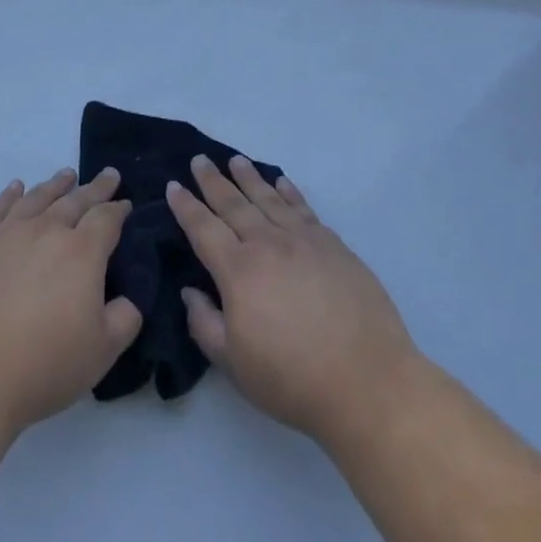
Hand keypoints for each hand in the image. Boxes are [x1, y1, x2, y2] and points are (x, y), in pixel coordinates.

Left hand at [0, 169, 142, 438]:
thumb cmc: (43, 366)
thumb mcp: (103, 351)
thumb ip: (125, 317)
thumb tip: (125, 299)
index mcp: (82, 252)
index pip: (106, 218)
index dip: (119, 209)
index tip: (126, 204)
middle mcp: (46, 232)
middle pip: (75, 200)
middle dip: (95, 188)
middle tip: (108, 175)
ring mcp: (6, 235)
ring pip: (37, 198)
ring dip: (55, 185)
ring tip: (67, 175)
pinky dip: (10, 195)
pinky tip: (16, 188)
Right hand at [171, 156, 418, 449]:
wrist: (367, 381)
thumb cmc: (292, 378)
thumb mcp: (233, 362)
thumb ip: (205, 323)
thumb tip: (190, 290)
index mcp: (238, 270)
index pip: (204, 229)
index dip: (186, 207)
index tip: (173, 185)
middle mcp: (268, 244)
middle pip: (234, 204)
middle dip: (214, 181)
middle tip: (200, 160)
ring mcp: (305, 241)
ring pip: (270, 199)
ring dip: (250, 178)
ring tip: (236, 160)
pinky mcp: (334, 246)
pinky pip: (304, 209)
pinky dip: (289, 192)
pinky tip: (282, 182)